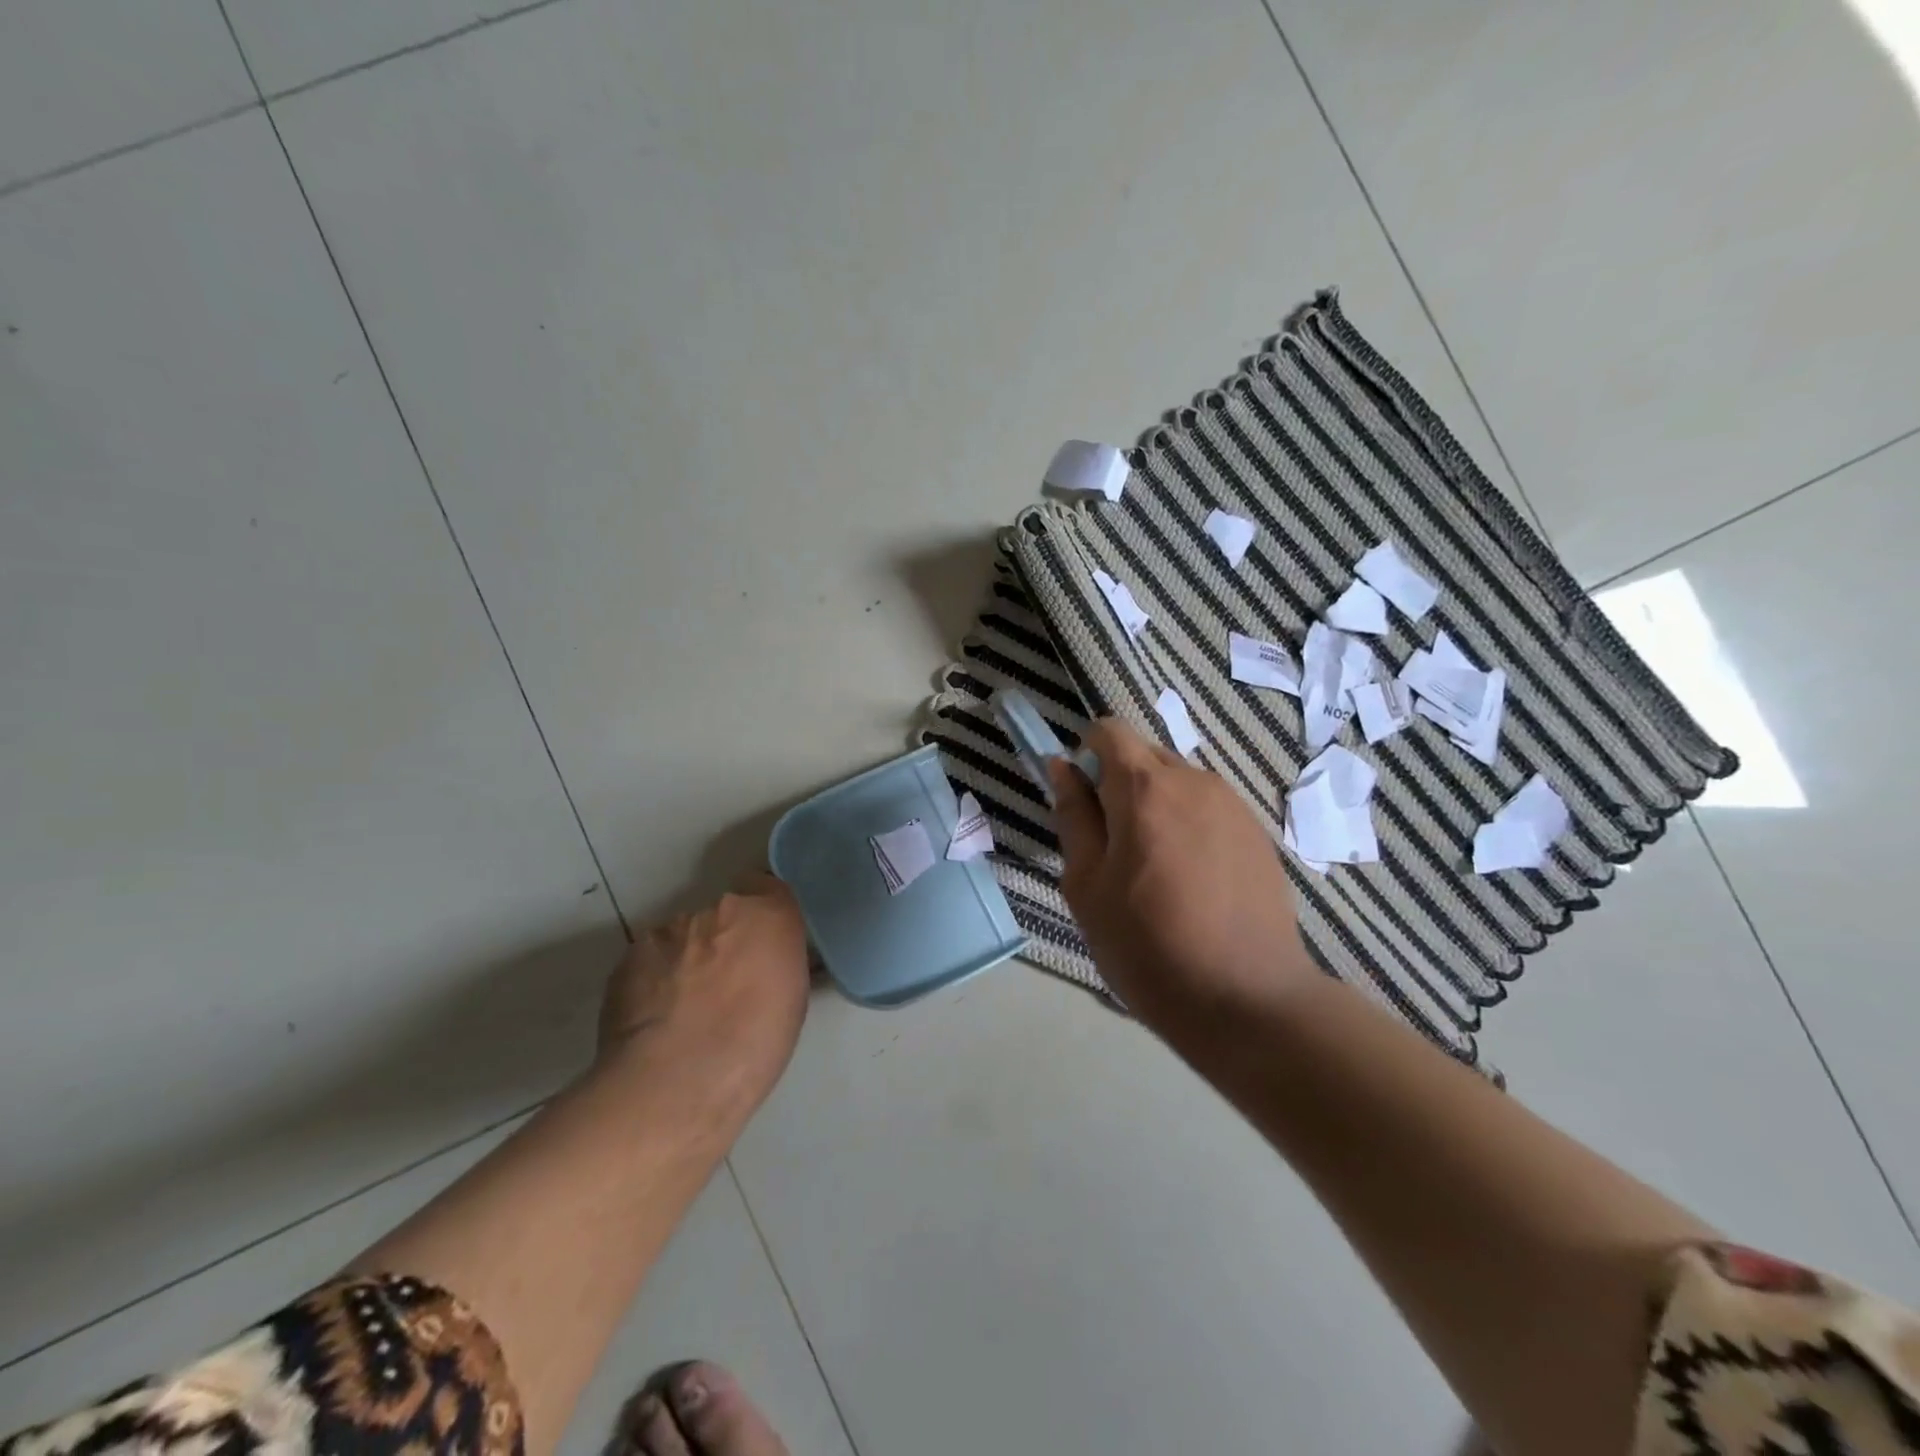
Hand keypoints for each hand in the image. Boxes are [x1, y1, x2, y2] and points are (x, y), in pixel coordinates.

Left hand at [595, 873, 810, 1135]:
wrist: (674, 1083)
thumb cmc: (752, 1048)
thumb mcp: (791, 1002)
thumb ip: (777, 963)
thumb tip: (765, 963)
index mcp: (769, 917)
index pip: (768, 888)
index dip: (763, 916)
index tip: (761, 945)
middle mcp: (720, 910)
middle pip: (724, 914)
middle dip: (723, 940)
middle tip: (722, 986)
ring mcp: (670, 929)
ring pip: (683, 937)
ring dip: (686, 960)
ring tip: (682, 1010)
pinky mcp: (630, 955)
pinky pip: (650, 960)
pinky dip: (653, 980)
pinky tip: (655, 1019)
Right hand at [1049, 719, 1316, 1036]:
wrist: (1247, 999)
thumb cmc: (1147, 945)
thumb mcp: (1087, 885)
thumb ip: (1073, 817)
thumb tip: (1062, 768)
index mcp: (1145, 787)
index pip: (1109, 731)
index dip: (1088, 758)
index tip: (1086, 807)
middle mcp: (1194, 780)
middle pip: (1145, 756)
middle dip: (1121, 786)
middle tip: (1116, 850)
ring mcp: (1233, 805)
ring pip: (1179, 784)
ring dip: (1158, 808)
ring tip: (1159, 872)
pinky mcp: (1259, 833)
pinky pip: (1209, 810)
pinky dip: (1191, 827)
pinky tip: (1195, 884)